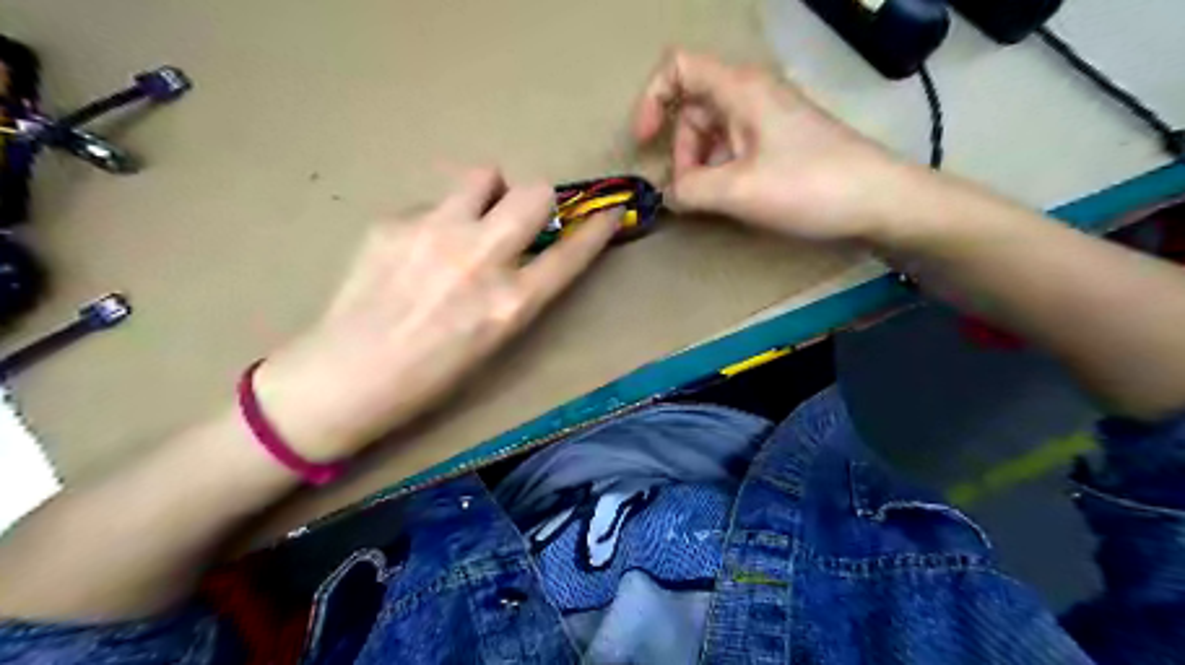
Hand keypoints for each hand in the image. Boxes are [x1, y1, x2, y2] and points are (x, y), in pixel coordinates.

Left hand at [253, 168, 621, 459]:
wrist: (348, 376)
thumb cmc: (430, 376)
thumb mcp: (494, 341)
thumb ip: (518, 292)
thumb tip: (525, 250)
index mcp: (511, 303)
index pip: (571, 253)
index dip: (597, 229)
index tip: (607, 213)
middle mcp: (481, 259)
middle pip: (534, 192)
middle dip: (536, 201)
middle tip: (518, 218)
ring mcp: (435, 233)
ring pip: (484, 175)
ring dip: (487, 194)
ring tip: (465, 221)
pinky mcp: (394, 221)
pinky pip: (432, 203)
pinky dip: (436, 219)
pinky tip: (413, 251)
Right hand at [633, 49, 908, 244]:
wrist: (879, 201)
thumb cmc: (809, 186)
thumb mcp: (739, 191)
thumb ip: (690, 190)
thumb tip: (668, 193)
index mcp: (740, 89)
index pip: (678, 68)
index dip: (652, 100)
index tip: (645, 143)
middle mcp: (752, 95)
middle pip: (693, 110)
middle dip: (682, 152)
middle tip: (690, 193)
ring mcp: (768, 119)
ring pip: (713, 134)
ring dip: (702, 167)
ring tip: (713, 202)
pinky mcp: (780, 142)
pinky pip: (735, 149)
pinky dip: (722, 172)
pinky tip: (733, 199)